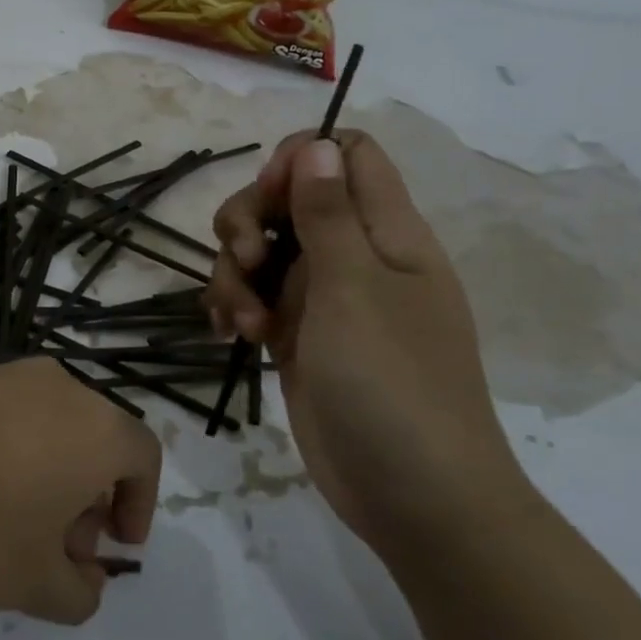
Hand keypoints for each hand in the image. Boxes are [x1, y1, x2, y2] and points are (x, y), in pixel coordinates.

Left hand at [0, 359, 160, 625]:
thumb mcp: (35, 587)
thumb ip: (80, 589)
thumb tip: (82, 577)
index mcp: (87, 422)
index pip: (140, 454)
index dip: (139, 501)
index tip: (115, 543)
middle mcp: (45, 383)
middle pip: (89, 432)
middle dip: (87, 490)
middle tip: (58, 545)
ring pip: (39, 418)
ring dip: (41, 467)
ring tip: (4, 523)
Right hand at [205, 132, 533, 558]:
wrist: (413, 496)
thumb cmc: (393, 383)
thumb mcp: (354, 289)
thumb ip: (329, 213)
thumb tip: (317, 143)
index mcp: (386, 232)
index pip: (348, 156)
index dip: (302, 160)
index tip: (272, 197)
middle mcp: (353, 255)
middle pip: (285, 200)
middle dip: (249, 222)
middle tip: (246, 261)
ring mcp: (322, 298)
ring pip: (259, 251)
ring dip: (234, 275)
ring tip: (242, 323)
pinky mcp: (295, 336)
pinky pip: (252, 298)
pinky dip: (233, 307)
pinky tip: (227, 336)